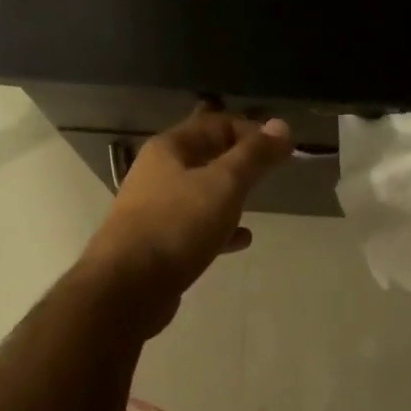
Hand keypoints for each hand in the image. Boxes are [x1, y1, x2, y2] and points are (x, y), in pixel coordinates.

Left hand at [82, 106, 293, 327]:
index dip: (251, 129)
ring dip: (229, 194)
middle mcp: (158, 173)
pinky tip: (242, 239)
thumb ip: (254, 155)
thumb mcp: (224, 184)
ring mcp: (157, 209)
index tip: (282, 147)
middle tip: (272, 169)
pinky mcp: (160, 243)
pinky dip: (220, 228)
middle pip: (206, 156)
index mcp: (170, 149)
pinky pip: (196, 227)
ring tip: (259, 200)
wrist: (128, 286)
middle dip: (239, 160)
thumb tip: (281, 125)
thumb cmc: (177, 225)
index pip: (215, 123)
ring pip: (201, 192)